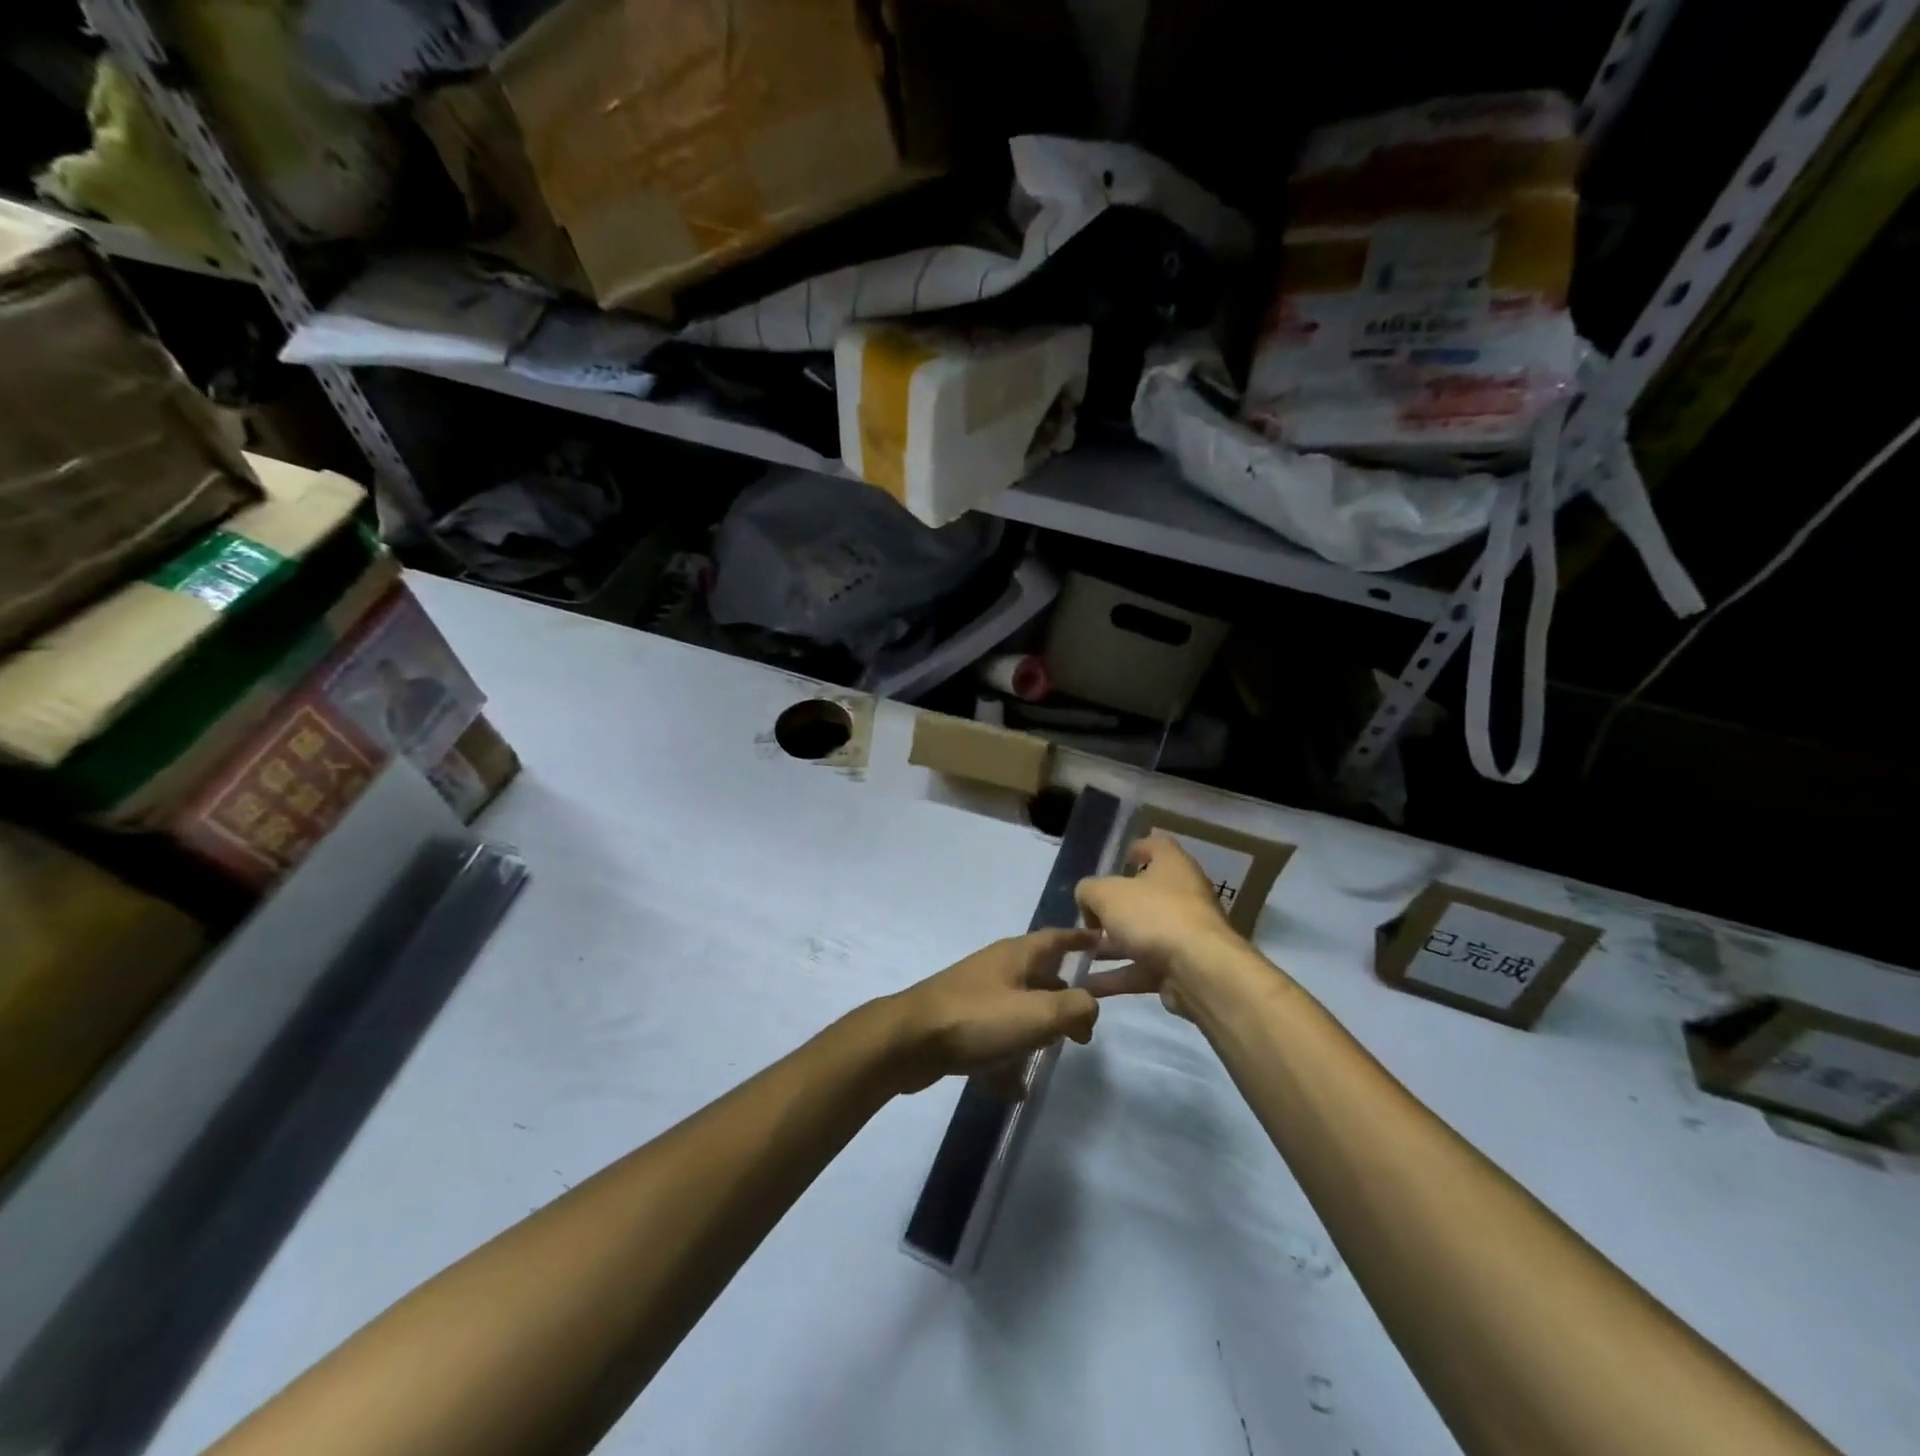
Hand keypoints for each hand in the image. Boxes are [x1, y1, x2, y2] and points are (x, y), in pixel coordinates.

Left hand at [880, 928, 1101, 1093]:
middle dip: (1063, 999)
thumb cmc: (978, 1019)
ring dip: (1035, 1031)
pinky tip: (1015, 1088)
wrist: (909, 1042)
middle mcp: (996, 970)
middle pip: (1039, 977)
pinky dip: (1006, 1060)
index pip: (1056, 938)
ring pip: (1016, 1010)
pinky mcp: (958, 1025)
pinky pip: (993, 1040)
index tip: (1102, 942)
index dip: (1080, 940)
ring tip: (1052, 1055)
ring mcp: (975, 997)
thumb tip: (1089, 1007)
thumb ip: (1075, 1008)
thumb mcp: (1038, 1013)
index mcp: (1016, 955)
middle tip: (1084, 1028)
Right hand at [1075, 835, 1243, 1016]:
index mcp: (1172, 865)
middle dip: (1113, 908)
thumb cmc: (1153, 915)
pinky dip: (1117, 976)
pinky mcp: (1181, 968)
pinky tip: (1087, 985)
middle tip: (1087, 918)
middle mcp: (1183, 895)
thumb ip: (1088, 891)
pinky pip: (1143, 968)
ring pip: (1141, 935)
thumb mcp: (1106, 894)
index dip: (1135, 850)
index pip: (1156, 846)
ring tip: (1078, 955)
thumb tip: (1088, 901)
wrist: (1200, 971)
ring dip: (1110, 947)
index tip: (1114, 862)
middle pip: (1144, 896)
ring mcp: (1184, 933)